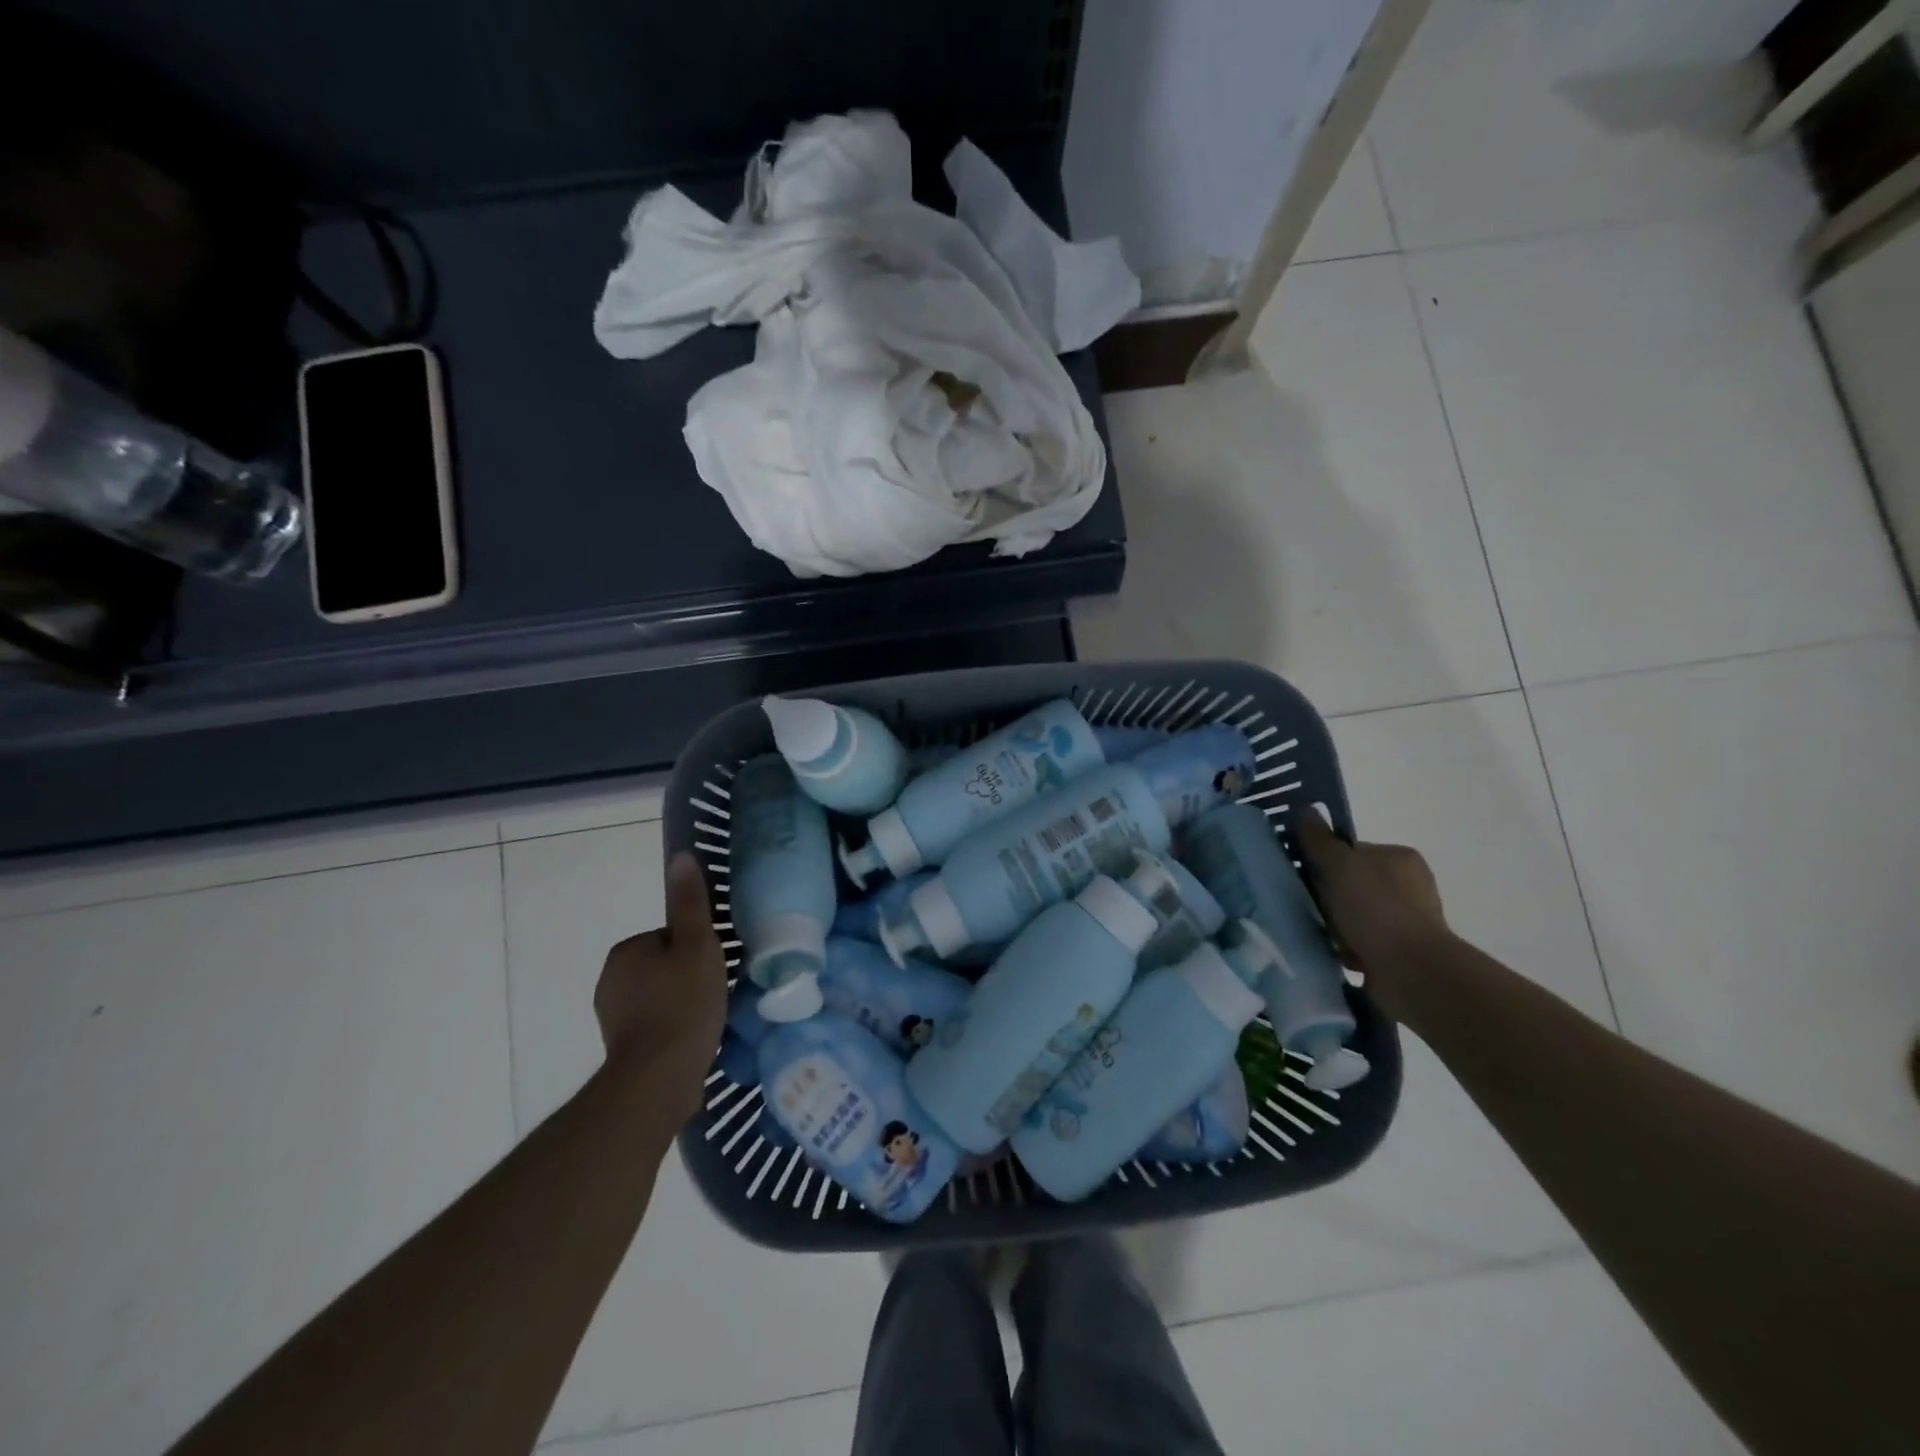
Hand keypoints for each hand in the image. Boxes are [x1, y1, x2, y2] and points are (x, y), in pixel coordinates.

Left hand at [593, 852, 727, 1123]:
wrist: (659, 1078)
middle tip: (716, 992)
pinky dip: (675, 1028)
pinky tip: (696, 1041)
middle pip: (666, 965)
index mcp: (627, 951)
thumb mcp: (698, 944)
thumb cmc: (683, 1003)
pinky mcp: (622, 1048)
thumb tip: (680, 856)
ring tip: (710, 1019)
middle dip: (689, 975)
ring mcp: (613, 1017)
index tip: (715, 965)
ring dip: (683, 1003)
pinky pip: (657, 1025)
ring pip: (661, 995)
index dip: (697, 948)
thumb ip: (690, 902)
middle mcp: (611, 980)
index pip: (670, 936)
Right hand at [1295, 811, 1451, 1022]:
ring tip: (1320, 934)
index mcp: (1400, 858)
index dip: (1325, 862)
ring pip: (1355, 915)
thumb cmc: (1376, 909)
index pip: (1352, 851)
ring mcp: (1410, 922)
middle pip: (1352, 884)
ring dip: (1336, 925)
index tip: (1307, 877)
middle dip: (1329, 896)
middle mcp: (1410, 886)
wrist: (1411, 971)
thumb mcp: (1339, 865)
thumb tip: (1305, 810)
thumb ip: (1319, 839)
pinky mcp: (1404, 954)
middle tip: (1309, 906)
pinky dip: (1348, 948)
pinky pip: (1363, 944)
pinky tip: (1335, 953)